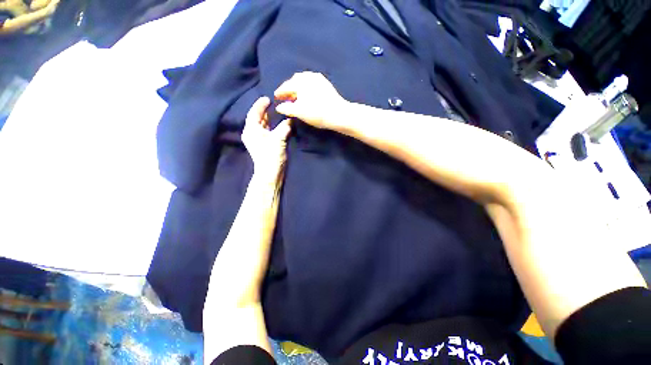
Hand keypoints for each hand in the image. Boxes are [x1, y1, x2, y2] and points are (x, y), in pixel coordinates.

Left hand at [242, 97, 291, 179]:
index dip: (261, 104)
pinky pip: (267, 131)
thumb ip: (285, 126)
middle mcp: (252, 133)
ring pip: (263, 125)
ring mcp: (258, 140)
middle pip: (258, 118)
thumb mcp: (278, 138)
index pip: (254, 113)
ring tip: (277, 112)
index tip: (268, 98)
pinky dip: (272, 126)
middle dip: (265, 111)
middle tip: (274, 104)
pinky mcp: (264, 145)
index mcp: (251, 130)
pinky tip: (279, 124)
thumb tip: (290, 119)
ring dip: (269, 119)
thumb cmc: (271, 155)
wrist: (270, 173)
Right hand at [274, 72, 348, 129]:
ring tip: (296, 95)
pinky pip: (312, 82)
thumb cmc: (316, 113)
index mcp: (300, 82)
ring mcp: (318, 79)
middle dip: (289, 88)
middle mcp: (308, 76)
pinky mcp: (326, 84)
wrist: (338, 113)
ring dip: (298, 87)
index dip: (280, 92)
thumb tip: (279, 107)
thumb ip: (287, 108)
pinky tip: (308, 93)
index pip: (286, 86)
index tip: (276, 96)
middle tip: (286, 96)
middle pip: (295, 81)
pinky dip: (307, 87)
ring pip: (304, 80)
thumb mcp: (299, 112)